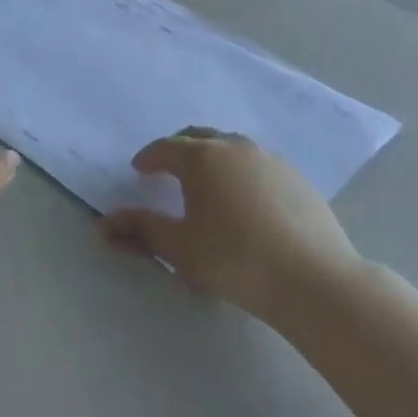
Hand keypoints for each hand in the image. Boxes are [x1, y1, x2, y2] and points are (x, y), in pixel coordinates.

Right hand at [99, 129, 360, 320]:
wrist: (313, 278)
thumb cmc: (235, 259)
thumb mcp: (180, 248)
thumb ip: (141, 230)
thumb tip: (104, 222)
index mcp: (202, 158)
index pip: (166, 148)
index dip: (149, 157)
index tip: (140, 170)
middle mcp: (235, 148)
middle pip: (199, 138)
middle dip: (179, 149)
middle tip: (168, 169)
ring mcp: (270, 159)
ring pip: (232, 148)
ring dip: (213, 158)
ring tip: (207, 183)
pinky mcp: (297, 178)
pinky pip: (258, 164)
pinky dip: (242, 172)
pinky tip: (246, 200)